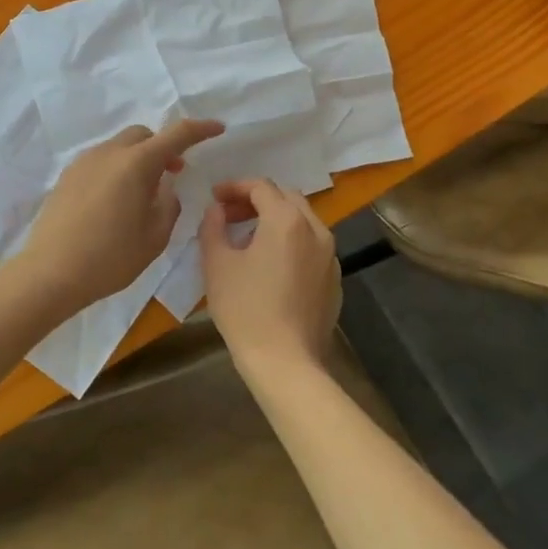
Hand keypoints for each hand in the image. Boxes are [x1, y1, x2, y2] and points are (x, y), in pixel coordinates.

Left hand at [18, 120, 223, 311]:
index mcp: (137, 163)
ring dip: (139, 159)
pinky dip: (117, 169)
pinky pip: (101, 161)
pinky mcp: (67, 176)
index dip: (201, 129)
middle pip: (144, 135)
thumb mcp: (155, 237)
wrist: (50, 273)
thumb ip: (168, 205)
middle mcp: (109, 153)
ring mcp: (84, 162)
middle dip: (163, 147)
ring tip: (143, 192)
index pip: (177, 135)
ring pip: (120, 147)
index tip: (218, 128)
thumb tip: (163, 189)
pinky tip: (116, 201)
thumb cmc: (110, 257)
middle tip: (174, 173)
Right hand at [201, 179, 339, 376]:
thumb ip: (213, 226)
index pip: (261, 187)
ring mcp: (330, 255)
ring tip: (249, 238)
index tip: (214, 197)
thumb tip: (216, 210)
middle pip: (286, 198)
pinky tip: (273, 266)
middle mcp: (316, 229)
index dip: (235, 187)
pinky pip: (312, 246)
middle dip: (257, 200)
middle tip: (230, 214)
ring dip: (276, 219)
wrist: (285, 361)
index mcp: (287, 220)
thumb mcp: (217, 264)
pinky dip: (292, 242)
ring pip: (303, 221)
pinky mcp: (334, 279)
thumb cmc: (245, 309)